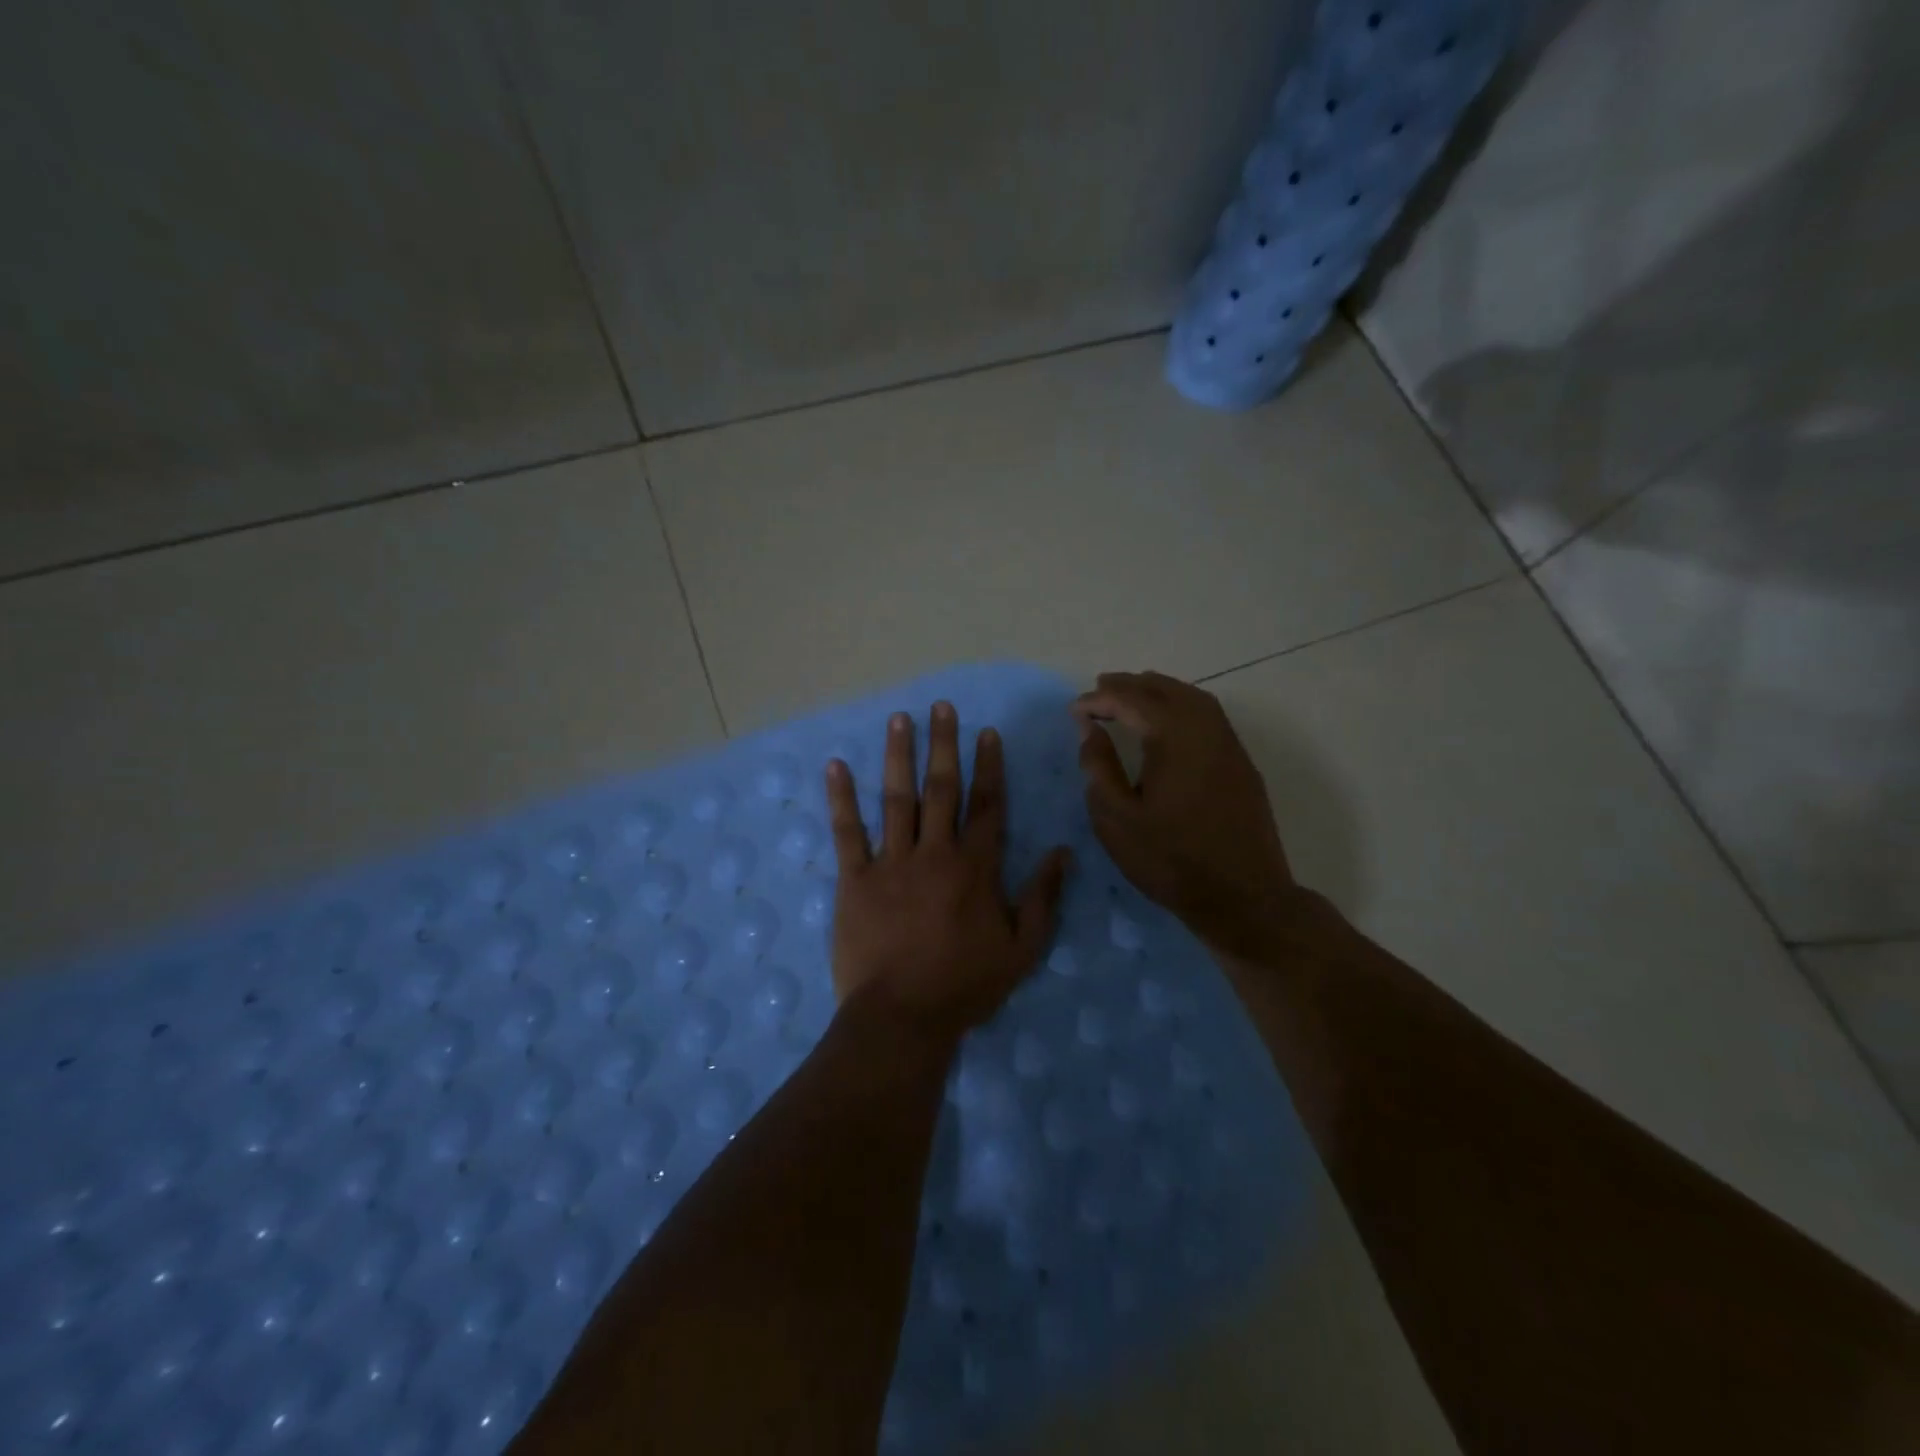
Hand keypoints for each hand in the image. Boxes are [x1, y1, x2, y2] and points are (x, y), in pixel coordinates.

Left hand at [826, 701, 1071, 1040]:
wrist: (903, 1017)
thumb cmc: (965, 986)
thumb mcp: (1022, 949)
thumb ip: (1043, 897)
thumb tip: (1062, 852)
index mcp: (976, 868)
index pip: (987, 805)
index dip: (989, 766)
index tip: (986, 733)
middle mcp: (935, 852)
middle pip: (942, 789)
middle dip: (943, 745)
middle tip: (941, 707)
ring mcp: (892, 862)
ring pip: (897, 799)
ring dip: (898, 756)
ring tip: (899, 719)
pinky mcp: (855, 879)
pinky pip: (848, 832)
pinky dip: (841, 798)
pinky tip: (836, 767)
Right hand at [1073, 671, 1299, 957]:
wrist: (1244, 898)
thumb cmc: (1170, 861)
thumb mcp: (1117, 819)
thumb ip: (1098, 767)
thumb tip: (1089, 728)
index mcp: (1175, 739)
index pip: (1132, 701)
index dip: (1100, 700)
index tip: (1075, 710)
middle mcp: (1207, 731)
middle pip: (1166, 690)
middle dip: (1131, 685)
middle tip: (1100, 688)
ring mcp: (1230, 747)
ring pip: (1194, 699)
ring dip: (1160, 691)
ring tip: (1132, 696)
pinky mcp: (1242, 765)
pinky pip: (1211, 718)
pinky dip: (1183, 706)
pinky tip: (1168, 723)